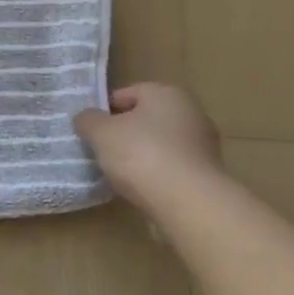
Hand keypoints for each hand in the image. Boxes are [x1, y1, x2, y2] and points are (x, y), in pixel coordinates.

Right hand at [74, 83, 221, 208]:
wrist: (187, 202)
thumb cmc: (140, 154)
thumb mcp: (100, 132)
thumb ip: (88, 120)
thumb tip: (86, 117)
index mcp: (166, 93)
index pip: (126, 94)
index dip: (104, 110)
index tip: (89, 131)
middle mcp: (191, 112)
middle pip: (145, 119)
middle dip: (123, 133)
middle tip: (101, 151)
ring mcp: (203, 144)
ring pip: (159, 144)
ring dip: (139, 155)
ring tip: (117, 174)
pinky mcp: (207, 174)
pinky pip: (171, 167)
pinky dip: (155, 174)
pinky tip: (140, 189)